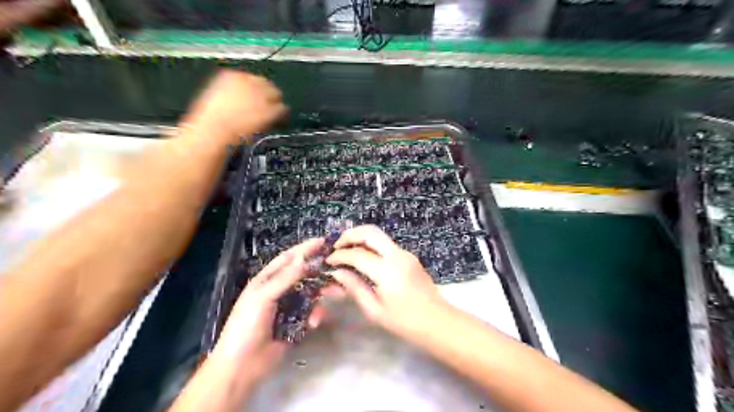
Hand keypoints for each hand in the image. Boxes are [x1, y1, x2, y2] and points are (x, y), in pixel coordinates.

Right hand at [178, 69, 287, 146]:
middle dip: (268, 97)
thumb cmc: (209, 123)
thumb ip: (232, 95)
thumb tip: (242, 101)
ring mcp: (261, 95)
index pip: (251, 79)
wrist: (213, 133)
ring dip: (275, 105)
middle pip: (267, 85)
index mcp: (231, 76)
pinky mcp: (271, 109)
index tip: (256, 101)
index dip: (255, 91)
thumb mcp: (216, 100)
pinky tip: (278, 123)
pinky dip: (282, 117)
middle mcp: (248, 81)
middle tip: (267, 110)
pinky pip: (283, 109)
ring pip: (277, 96)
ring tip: (273, 118)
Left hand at [211, 238, 327, 385]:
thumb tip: (303, 258)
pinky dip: (316, 315)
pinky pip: (311, 313)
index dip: (304, 249)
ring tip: (338, 293)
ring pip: (311, 294)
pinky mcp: (296, 323)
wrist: (242, 366)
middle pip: (304, 275)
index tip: (323, 241)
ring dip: (322, 294)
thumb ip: (285, 278)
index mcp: (267, 280)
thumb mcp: (263, 297)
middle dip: (320, 272)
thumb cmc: (246, 326)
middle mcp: (279, 290)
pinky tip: (314, 323)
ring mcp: (288, 307)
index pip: (288, 258)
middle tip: (338, 268)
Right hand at [325, 226, 440, 337]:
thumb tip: (337, 273)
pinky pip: (386, 244)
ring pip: (379, 235)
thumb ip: (355, 288)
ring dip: (360, 237)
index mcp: (387, 271)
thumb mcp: (375, 310)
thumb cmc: (405, 322)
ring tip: (346, 249)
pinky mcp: (409, 256)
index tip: (329, 261)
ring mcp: (405, 253)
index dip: (340, 256)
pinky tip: (363, 257)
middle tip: (336, 246)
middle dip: (350, 235)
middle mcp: (397, 256)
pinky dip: (371, 245)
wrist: (437, 321)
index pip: (357, 255)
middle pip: (370, 232)